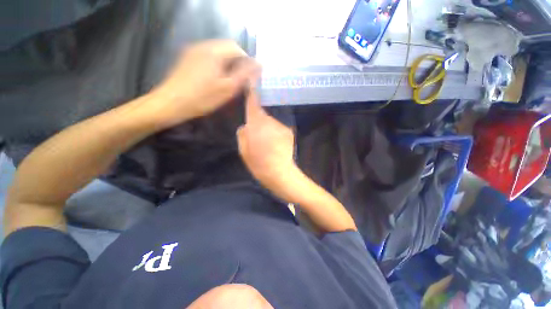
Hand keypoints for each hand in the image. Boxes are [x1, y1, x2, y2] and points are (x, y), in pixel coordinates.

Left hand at [150, 40, 259, 127]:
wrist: (171, 103)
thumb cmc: (203, 97)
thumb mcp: (228, 88)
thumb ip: (245, 74)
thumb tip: (259, 64)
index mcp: (214, 51)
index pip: (237, 48)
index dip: (246, 61)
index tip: (248, 76)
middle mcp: (203, 45)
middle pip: (227, 47)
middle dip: (237, 61)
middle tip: (239, 79)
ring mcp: (193, 50)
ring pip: (217, 51)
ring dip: (227, 63)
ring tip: (228, 79)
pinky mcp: (187, 57)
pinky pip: (208, 55)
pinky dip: (217, 64)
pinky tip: (215, 77)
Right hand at [237, 87, 297, 196]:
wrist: (279, 172)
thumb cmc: (258, 163)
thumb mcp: (243, 150)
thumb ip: (243, 134)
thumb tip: (246, 126)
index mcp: (255, 123)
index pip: (253, 101)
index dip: (253, 89)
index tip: (253, 79)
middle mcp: (269, 120)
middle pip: (262, 113)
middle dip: (259, 120)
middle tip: (258, 134)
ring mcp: (281, 125)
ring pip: (271, 121)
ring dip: (268, 128)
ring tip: (268, 142)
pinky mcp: (289, 131)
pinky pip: (279, 127)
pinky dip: (276, 133)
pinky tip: (276, 144)